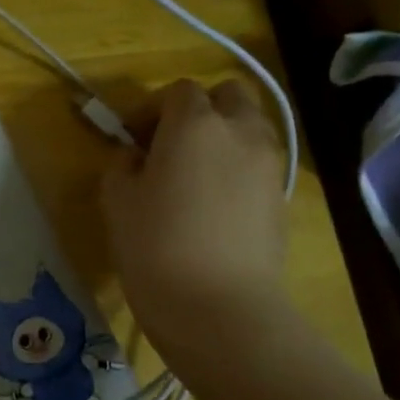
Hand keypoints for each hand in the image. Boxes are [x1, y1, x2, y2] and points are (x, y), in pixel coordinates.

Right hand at [100, 79, 288, 339]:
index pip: (178, 91)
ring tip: (195, 173)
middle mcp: (240, 132)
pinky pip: (260, 162)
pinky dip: (239, 167)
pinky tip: (215, 202)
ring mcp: (269, 164)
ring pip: (251, 126)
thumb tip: (135, 157)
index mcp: (194, 124)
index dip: (152, 108)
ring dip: (224, 135)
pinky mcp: (282, 197)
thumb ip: (122, 165)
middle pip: (229, 95)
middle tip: (171, 143)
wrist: (220, 308)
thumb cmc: (155, 247)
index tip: (133, 138)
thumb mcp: (117, 200)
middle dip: (200, 108)